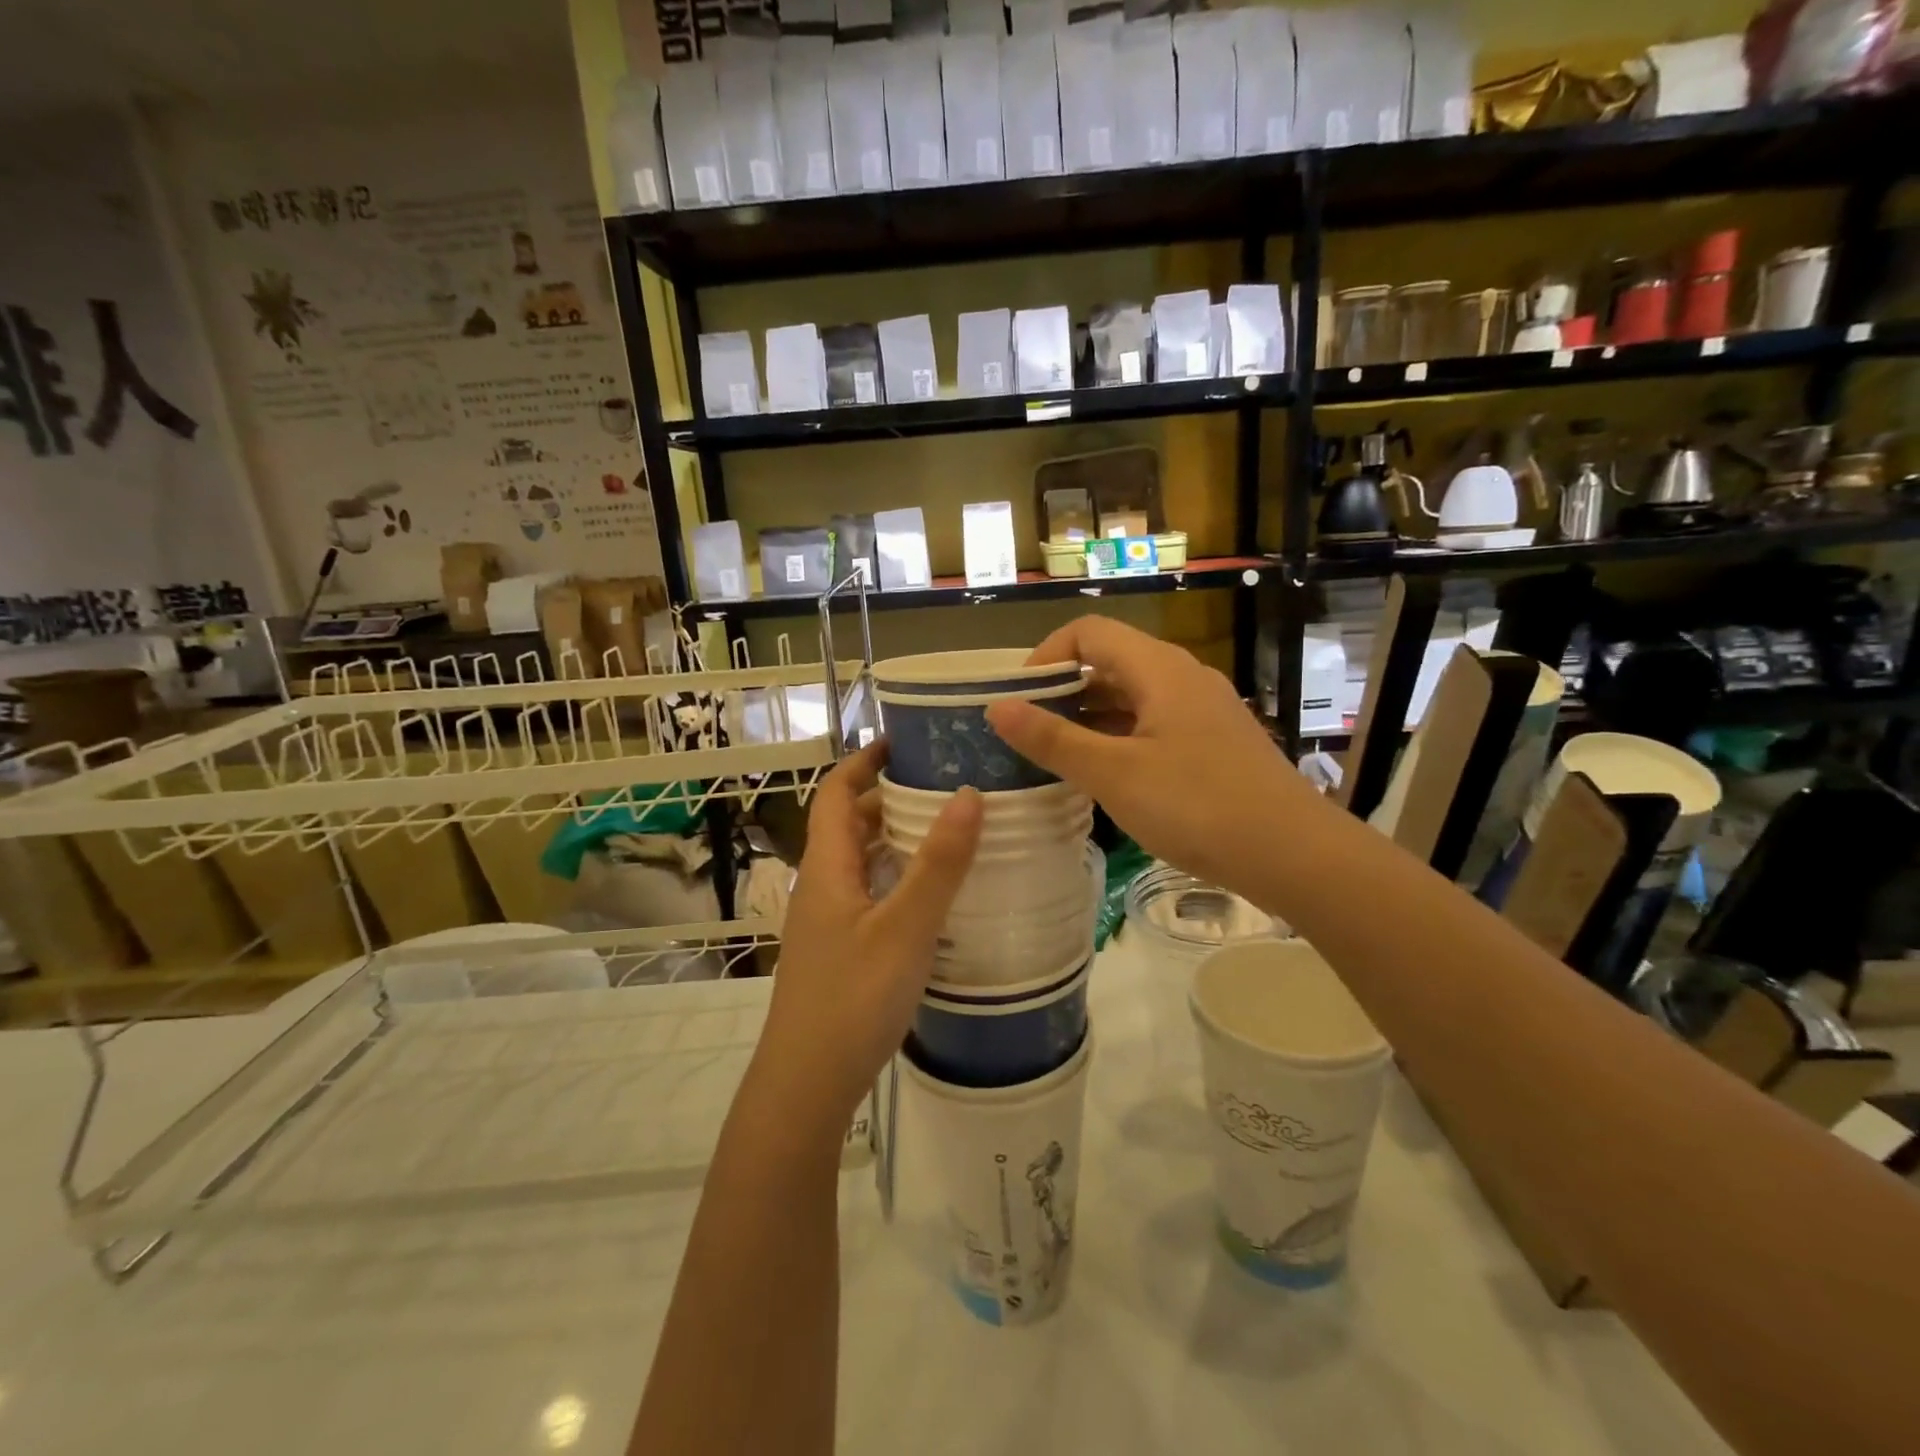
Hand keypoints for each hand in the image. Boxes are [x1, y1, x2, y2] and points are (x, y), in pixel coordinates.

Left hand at [753, 742, 981, 1134]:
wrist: (805, 1084)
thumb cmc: (852, 998)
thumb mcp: (905, 928)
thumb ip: (938, 864)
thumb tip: (969, 794)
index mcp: (827, 867)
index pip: (836, 792)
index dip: (865, 760)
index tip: (905, 740)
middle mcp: (822, 885)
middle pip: (850, 824)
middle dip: (890, 797)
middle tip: (945, 785)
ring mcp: (828, 921)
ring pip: (861, 862)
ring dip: (896, 839)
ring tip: (948, 830)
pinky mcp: (840, 950)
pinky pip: (869, 894)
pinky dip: (897, 878)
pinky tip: (933, 895)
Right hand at [985, 617, 1302, 895]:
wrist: (1293, 854)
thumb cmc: (1196, 806)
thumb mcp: (1113, 774)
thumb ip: (1052, 739)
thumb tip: (997, 707)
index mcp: (1159, 669)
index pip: (1088, 633)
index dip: (1045, 656)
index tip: (1018, 699)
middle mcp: (1182, 677)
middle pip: (1110, 661)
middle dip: (1062, 690)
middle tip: (1027, 731)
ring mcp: (1203, 710)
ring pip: (1132, 696)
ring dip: (1090, 717)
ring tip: (1056, 756)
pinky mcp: (1214, 742)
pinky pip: (1154, 723)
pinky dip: (1120, 738)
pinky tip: (1105, 776)